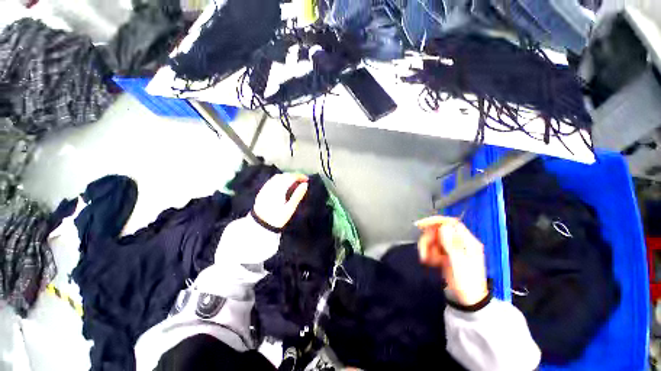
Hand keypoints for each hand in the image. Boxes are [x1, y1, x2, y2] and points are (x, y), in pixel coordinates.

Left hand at [253, 173, 308, 228]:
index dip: (299, 176)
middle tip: (301, 180)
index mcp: (279, 189)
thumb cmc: (277, 218)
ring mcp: (265, 188)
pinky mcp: (262, 192)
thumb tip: (305, 184)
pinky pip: (272, 181)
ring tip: (294, 182)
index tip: (306, 179)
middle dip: (293, 176)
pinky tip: (283, 185)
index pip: (290, 177)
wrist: (260, 226)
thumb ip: (298, 195)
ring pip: (277, 177)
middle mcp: (271, 186)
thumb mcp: (290, 208)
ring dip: (286, 177)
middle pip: (284, 176)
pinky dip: (279, 180)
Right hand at [415, 216, 488, 306]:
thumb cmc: (466, 282)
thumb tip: (443, 226)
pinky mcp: (445, 255)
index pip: (451, 223)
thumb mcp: (459, 262)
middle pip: (439, 231)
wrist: (467, 301)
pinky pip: (433, 247)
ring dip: (427, 247)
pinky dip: (429, 253)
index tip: (421, 225)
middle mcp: (459, 242)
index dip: (436, 221)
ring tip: (426, 260)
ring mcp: (452, 248)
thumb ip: (451, 243)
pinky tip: (430, 263)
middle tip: (423, 252)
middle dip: (428, 239)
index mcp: (467, 241)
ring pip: (434, 239)